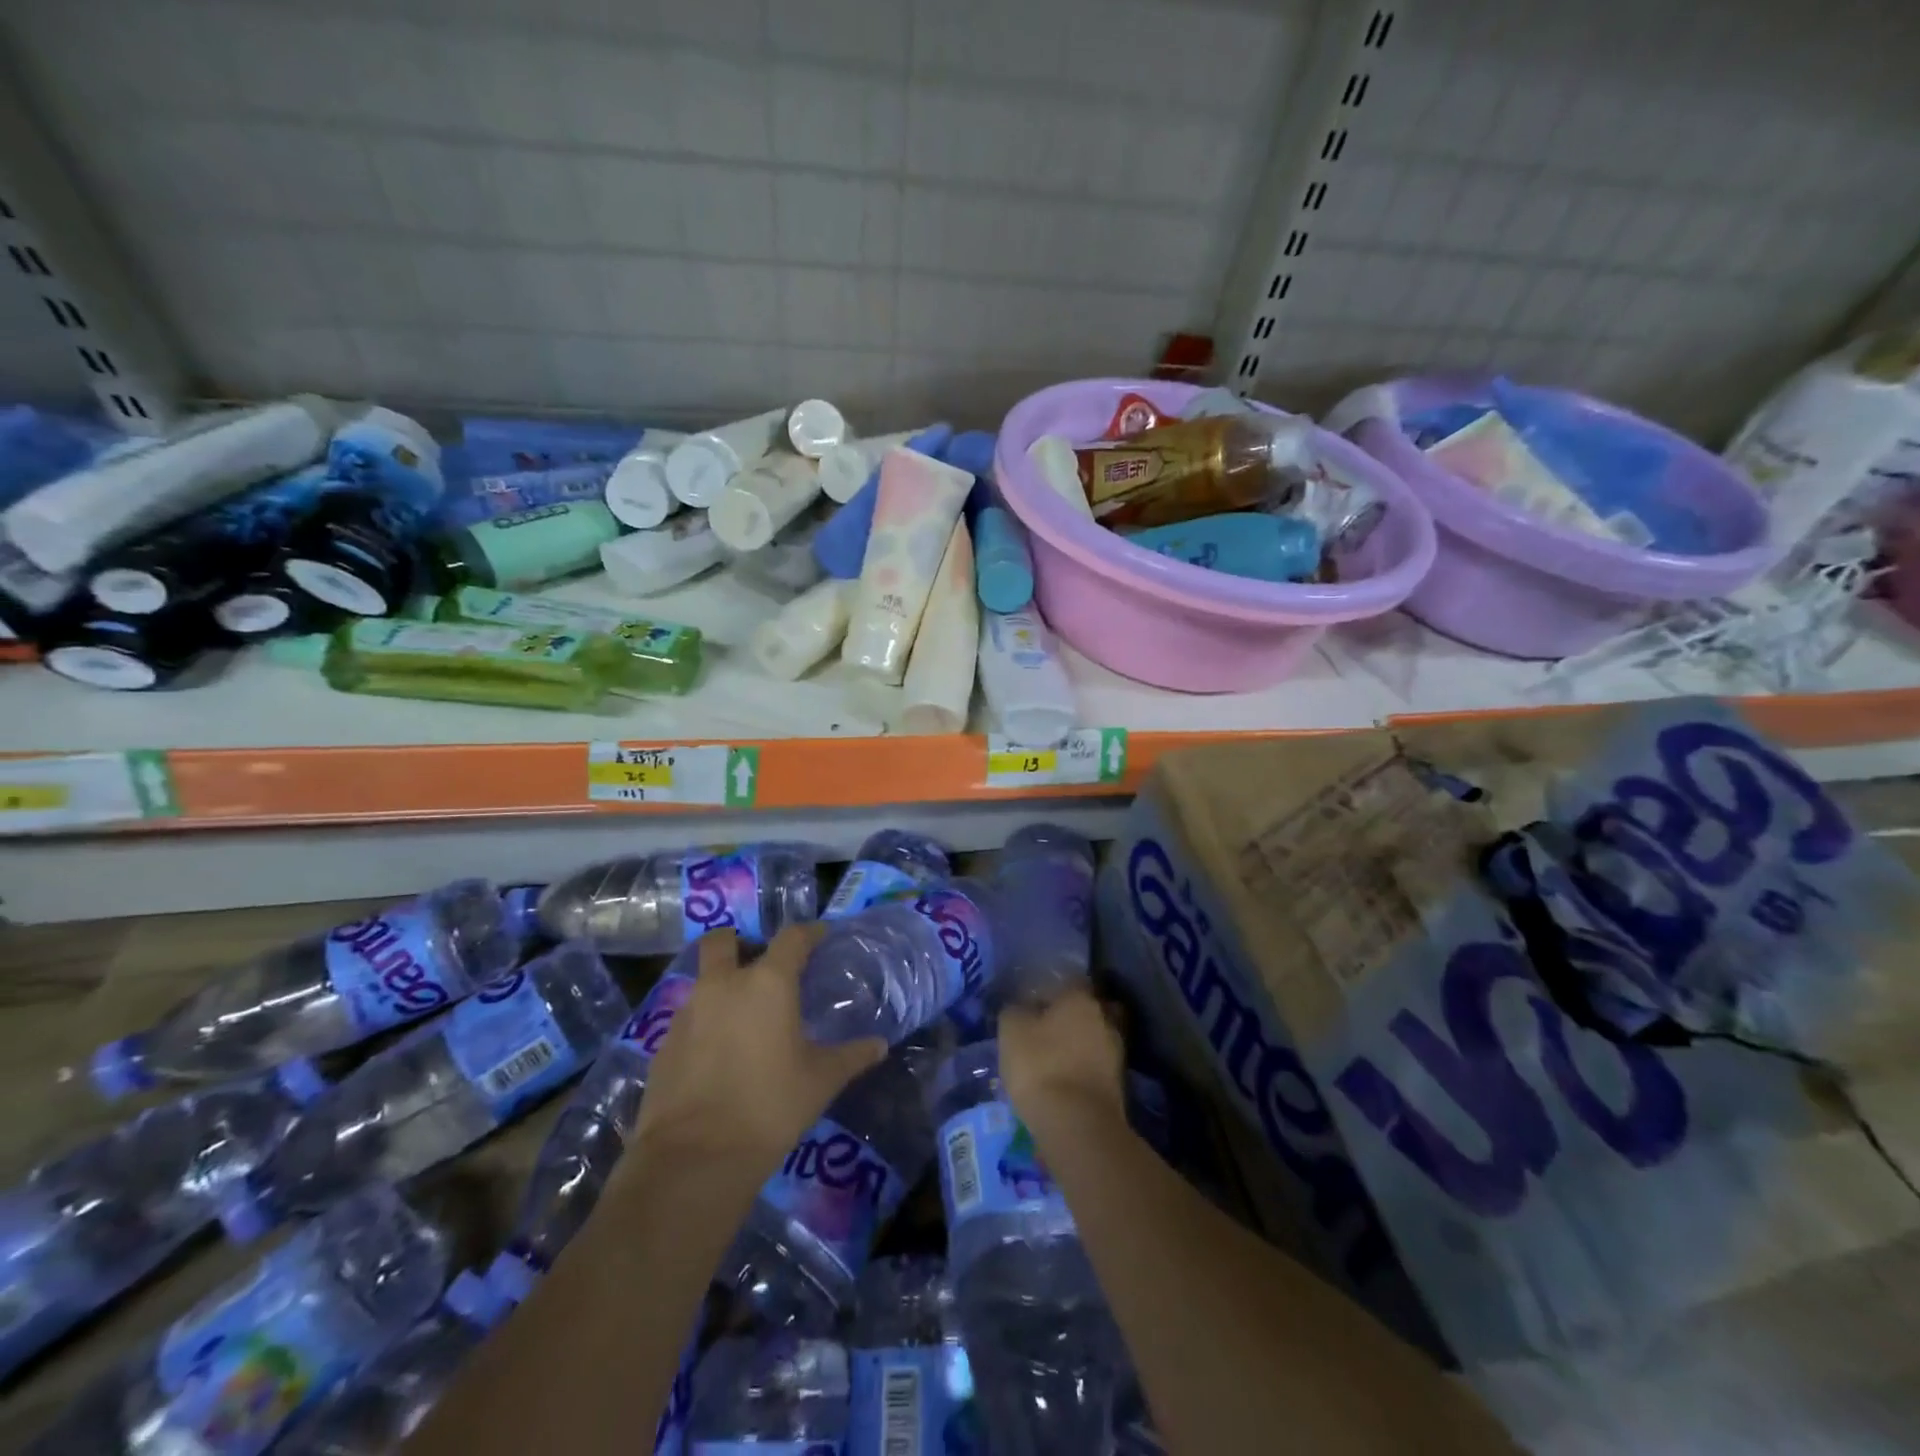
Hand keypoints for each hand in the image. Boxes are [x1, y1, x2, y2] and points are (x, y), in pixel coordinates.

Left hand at [631, 926, 884, 1169]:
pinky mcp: (664, 1044)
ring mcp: (688, 1012)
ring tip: (743, 1015)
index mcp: (767, 983)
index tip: (820, 937)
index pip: (791, 937)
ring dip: (721, 985)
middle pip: (723, 941)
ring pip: (703, 980)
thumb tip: (879, 1045)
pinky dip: (704, 1023)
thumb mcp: (821, 1081)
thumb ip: (851, 1056)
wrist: (695, 1157)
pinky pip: (688, 1017)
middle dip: (739, 942)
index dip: (809, 933)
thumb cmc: (770, 1106)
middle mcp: (724, 985)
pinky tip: (719, 1053)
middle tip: (759, 963)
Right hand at [999, 986, 1125, 1137]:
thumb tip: (1021, 1008)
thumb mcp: (1011, 1031)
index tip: (1031, 1005)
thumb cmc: (1041, 1066)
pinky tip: (1066, 1080)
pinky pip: (1097, 1066)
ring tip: (1054, 1059)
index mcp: (1081, 997)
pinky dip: (1084, 1069)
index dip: (1048, 992)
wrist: (1078, 1125)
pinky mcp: (1120, 1084)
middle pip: (1086, 1009)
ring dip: (1079, 1045)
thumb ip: (1015, 1011)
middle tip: (1046, 1030)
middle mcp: (1105, 1017)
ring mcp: (1117, 1051)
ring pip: (1094, 1038)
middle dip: (1070, 1018)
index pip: (1067, 982)